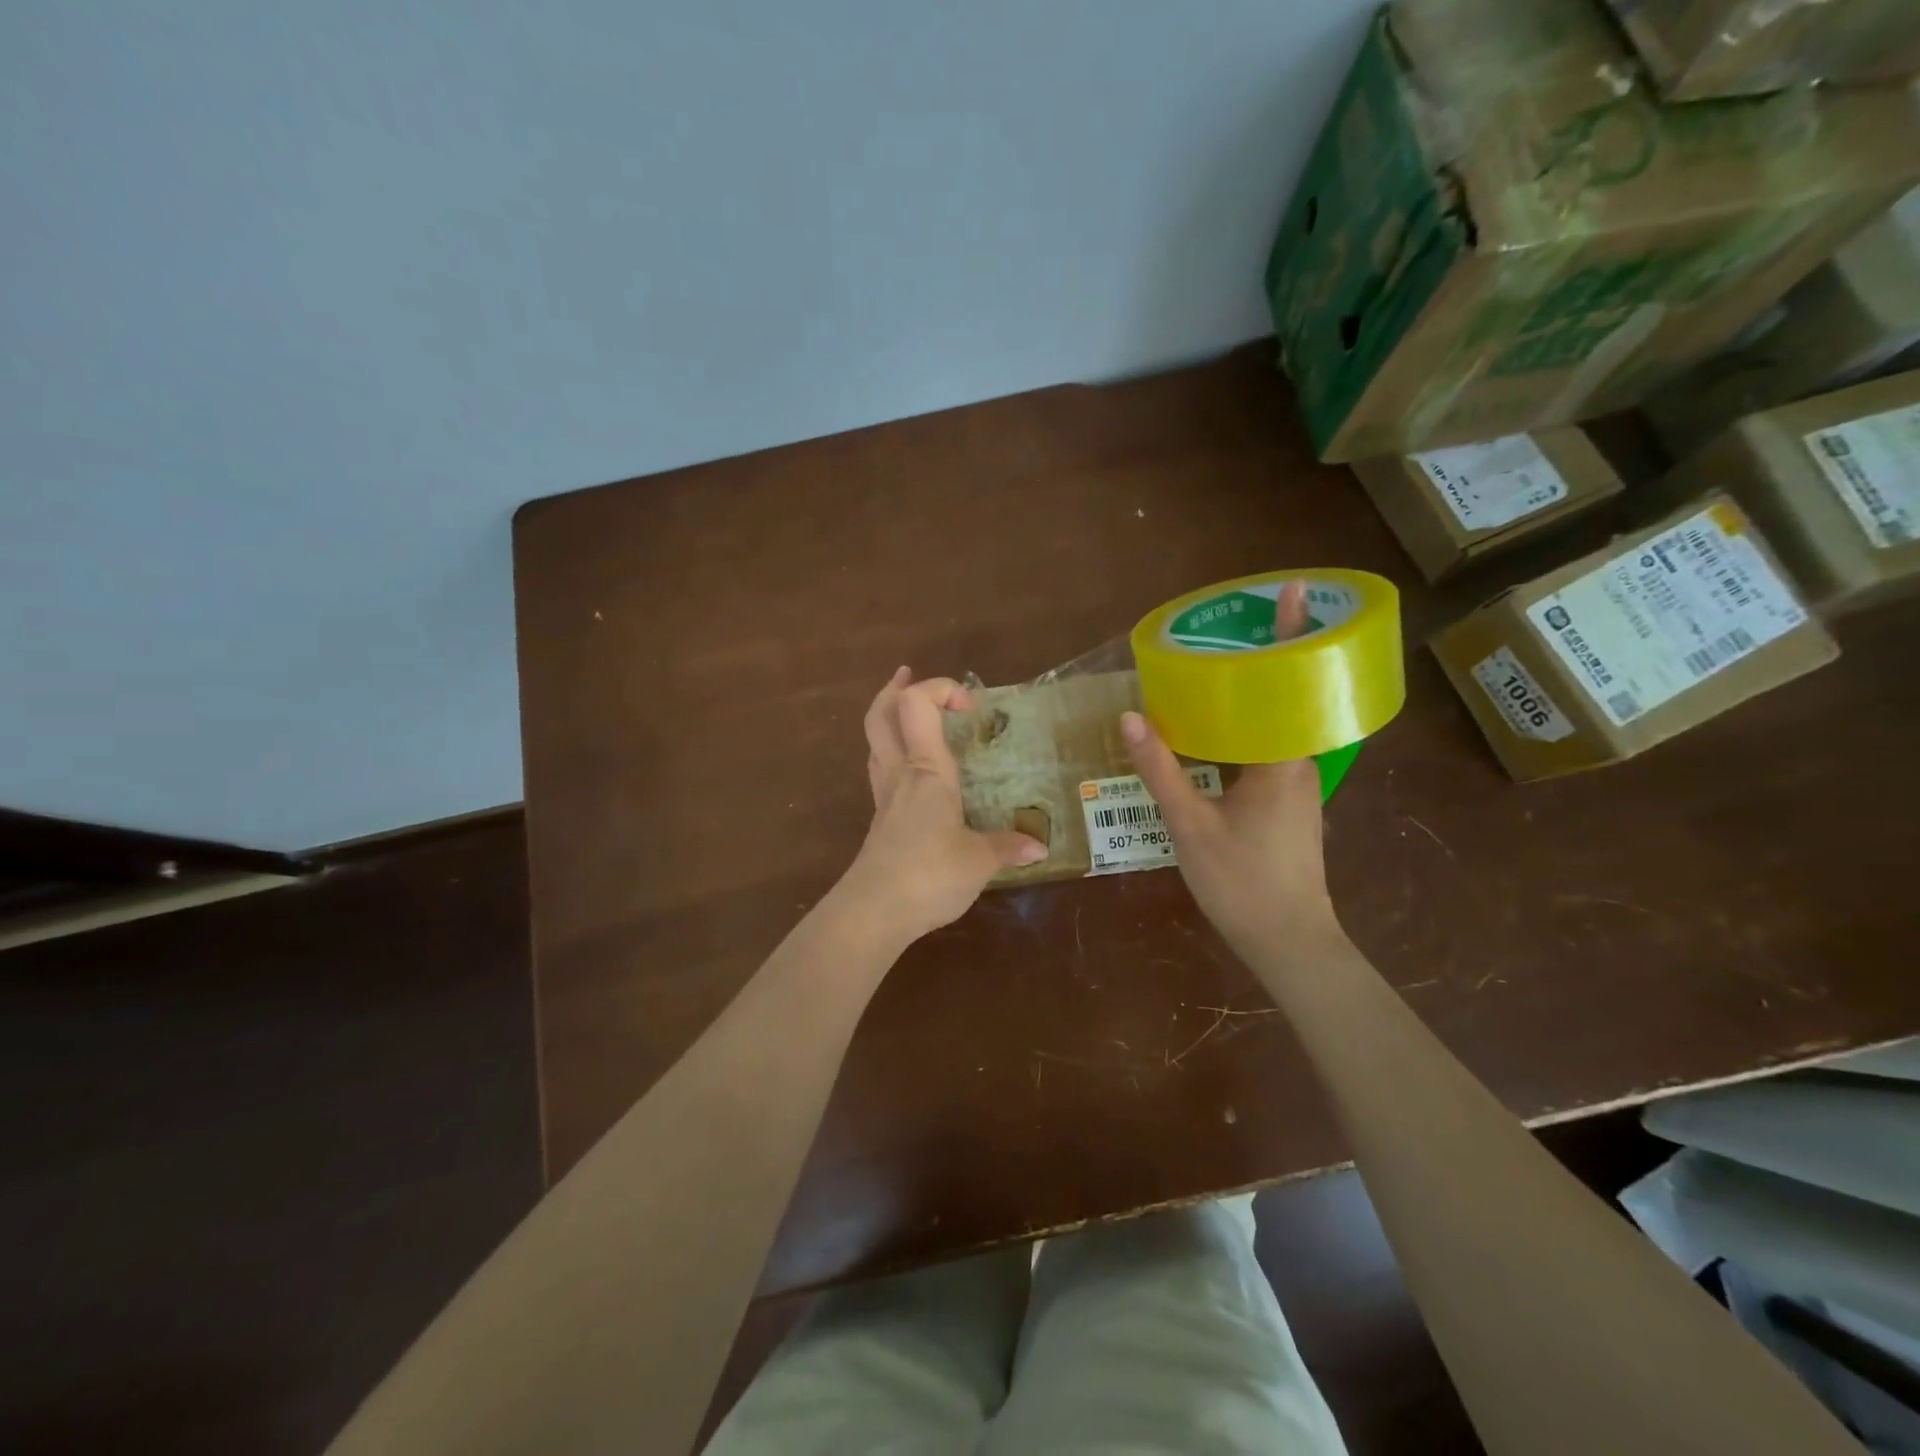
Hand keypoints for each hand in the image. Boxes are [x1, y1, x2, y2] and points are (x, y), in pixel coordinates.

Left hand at [838, 669, 1047, 943]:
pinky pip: (882, 772)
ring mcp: (884, 797)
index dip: (940, 688)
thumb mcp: (979, 860)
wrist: (873, 912)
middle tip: (908, 675)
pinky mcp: (879, 821)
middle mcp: (900, 774)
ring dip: (889, 719)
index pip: (917, 705)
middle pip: (880, 715)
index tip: (970, 705)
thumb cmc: (929, 874)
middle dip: (894, 689)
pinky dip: (894, 756)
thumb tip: (1039, 846)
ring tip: (911, 717)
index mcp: (927, 770)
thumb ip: (1008, 847)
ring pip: (875, 742)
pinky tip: (915, 774)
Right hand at [1118, 581, 1341, 960]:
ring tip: (1217, 668)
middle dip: (1265, 658)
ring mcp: (1295, 785)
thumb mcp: (1190, 824)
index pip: (1291, 683)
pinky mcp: (1286, 804)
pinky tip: (1213, 732)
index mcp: (1283, 759)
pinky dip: (1244, 728)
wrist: (1288, 942)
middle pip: (1285, 696)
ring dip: (1253, 695)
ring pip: (1274, 726)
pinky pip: (1266, 750)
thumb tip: (1129, 716)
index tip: (1296, 591)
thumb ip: (1160, 770)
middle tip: (1231, 626)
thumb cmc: (1242, 881)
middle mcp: (1298, 762)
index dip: (1293, 635)